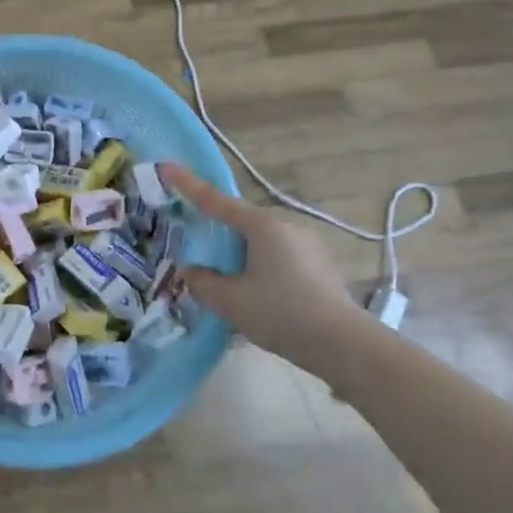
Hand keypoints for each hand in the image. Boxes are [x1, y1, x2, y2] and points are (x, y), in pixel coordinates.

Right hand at [161, 163, 367, 365]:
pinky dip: (262, 272)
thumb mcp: (231, 302)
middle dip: (219, 235)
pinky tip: (260, 301)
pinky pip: (279, 261)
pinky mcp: (320, 268)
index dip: (188, 184)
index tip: (166, 167)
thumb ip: (203, 283)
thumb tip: (191, 272)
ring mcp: (307, 245)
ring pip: (261, 245)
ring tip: (230, 289)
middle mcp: (285, 226)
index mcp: (261, 225)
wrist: (345, 345)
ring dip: (242, 259)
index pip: (216, 200)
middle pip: (240, 224)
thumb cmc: (282, 313)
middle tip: (199, 254)